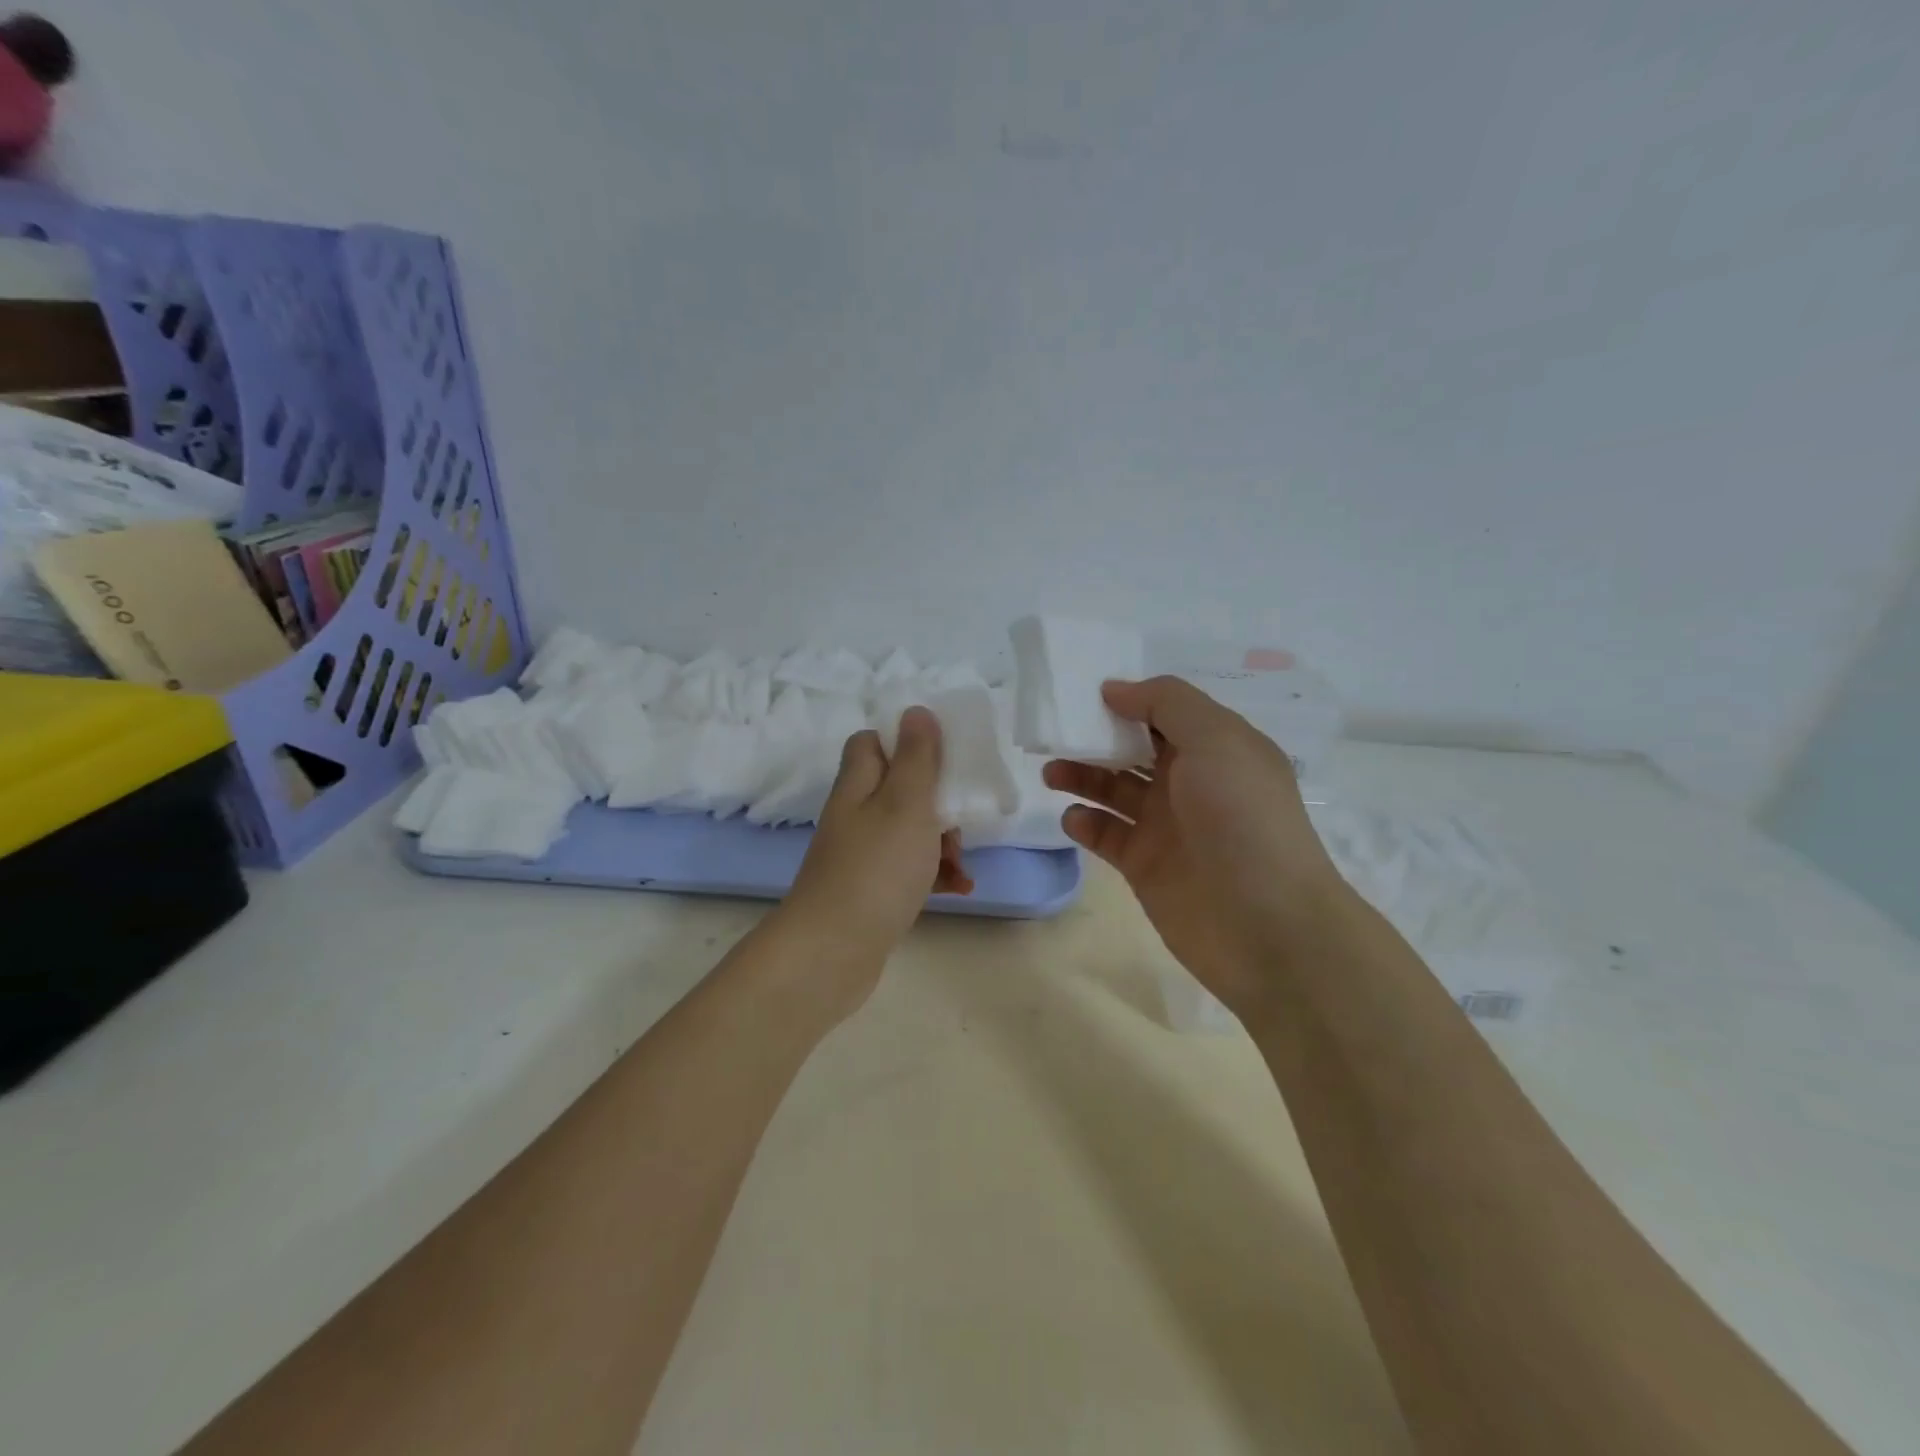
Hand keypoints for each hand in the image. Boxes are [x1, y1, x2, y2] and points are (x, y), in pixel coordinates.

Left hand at [776, 707, 972, 1018]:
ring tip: (962, 862)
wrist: (833, 952)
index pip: (872, 743)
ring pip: (909, 831)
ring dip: (942, 840)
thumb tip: (915, 710)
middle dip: (937, 799)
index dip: (905, 741)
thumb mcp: (906, 803)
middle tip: (960, 818)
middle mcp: (855, 815)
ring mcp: (861, 855)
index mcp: (858, 785)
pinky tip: (959, 888)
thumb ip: (917, 757)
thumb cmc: (876, 869)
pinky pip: (909, 869)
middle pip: (898, 788)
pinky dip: (934, 874)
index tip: (941, 755)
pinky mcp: (871, 891)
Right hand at [1044, 677, 1346, 1014]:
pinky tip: (1075, 818)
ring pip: (1114, 789)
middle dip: (1095, 737)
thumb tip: (1115, 688)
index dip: (1128, 700)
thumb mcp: (1216, 740)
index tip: (1083, 692)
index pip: (1165, 712)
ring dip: (1081, 775)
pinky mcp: (1145, 865)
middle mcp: (1191, 782)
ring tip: (1052, 773)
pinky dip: (1086, 822)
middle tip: (1055, 732)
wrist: (1266, 926)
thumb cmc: (1243, 819)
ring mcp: (1167, 825)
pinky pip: (1106, 834)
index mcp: (1217, 748)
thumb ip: (1166, 703)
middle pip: (1133, 748)